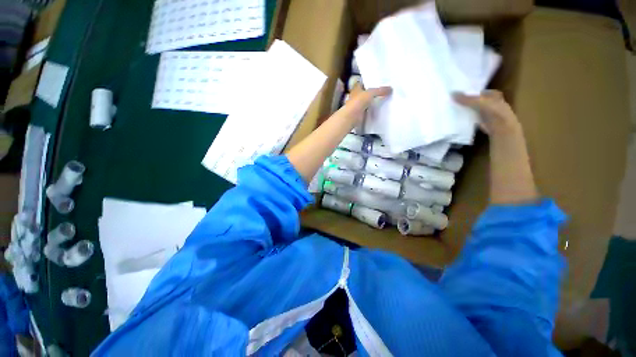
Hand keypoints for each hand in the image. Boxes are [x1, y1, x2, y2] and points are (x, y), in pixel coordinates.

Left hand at [343, 84, 391, 122]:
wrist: (351, 117)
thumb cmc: (358, 102)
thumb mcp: (371, 93)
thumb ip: (380, 90)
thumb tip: (391, 89)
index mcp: (356, 88)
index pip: (363, 83)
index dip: (369, 81)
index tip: (378, 81)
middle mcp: (356, 96)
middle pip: (365, 93)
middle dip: (372, 92)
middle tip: (384, 91)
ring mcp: (357, 106)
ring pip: (366, 102)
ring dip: (372, 102)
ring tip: (384, 100)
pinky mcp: (359, 114)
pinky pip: (367, 110)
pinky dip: (372, 110)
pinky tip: (379, 109)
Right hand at [454, 90, 521, 137]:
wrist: (500, 128)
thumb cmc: (494, 112)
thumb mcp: (479, 102)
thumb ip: (466, 99)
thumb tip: (451, 93)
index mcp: (493, 94)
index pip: (478, 91)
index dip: (469, 91)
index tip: (457, 92)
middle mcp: (490, 102)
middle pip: (474, 100)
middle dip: (465, 100)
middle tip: (451, 99)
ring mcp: (485, 112)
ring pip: (472, 108)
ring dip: (464, 108)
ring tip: (451, 107)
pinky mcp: (481, 121)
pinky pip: (471, 116)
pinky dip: (464, 116)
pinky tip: (456, 116)